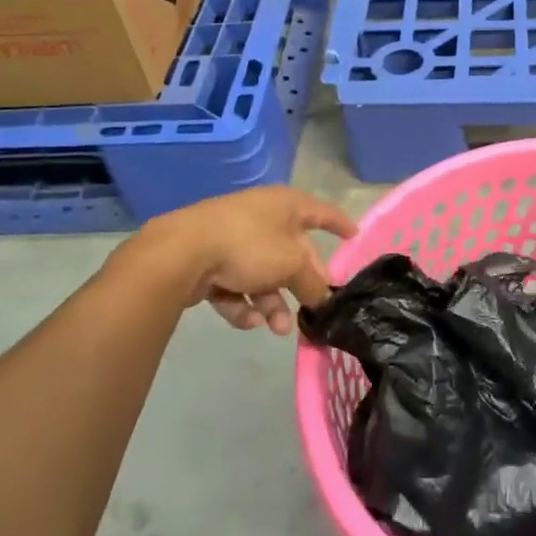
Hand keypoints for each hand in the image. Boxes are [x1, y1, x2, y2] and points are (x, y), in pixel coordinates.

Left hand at [141, 186, 356, 334]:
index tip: (354, 235)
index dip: (339, 224)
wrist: (182, 252)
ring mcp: (232, 239)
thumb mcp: (291, 264)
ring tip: (277, 329)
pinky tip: (248, 321)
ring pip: (262, 274)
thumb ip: (312, 282)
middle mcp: (261, 217)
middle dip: (301, 285)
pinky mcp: (208, 261)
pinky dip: (243, 303)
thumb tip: (323, 298)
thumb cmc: (248, 245)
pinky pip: (235, 285)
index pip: (321, 212)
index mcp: (285, 205)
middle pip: (291, 253)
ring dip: (273, 303)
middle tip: (312, 309)